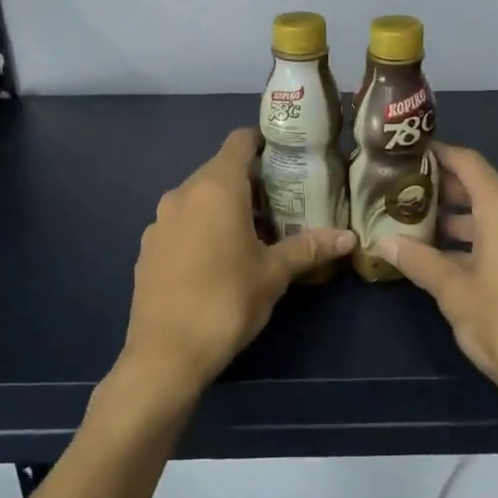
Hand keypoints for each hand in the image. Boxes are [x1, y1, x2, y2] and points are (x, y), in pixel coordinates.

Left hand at [117, 127, 355, 409]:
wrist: (164, 355)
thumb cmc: (226, 302)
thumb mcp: (273, 274)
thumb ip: (309, 248)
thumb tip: (349, 237)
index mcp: (216, 188)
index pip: (239, 142)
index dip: (263, 143)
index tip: (287, 157)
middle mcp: (183, 193)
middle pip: (220, 170)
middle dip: (250, 181)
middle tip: (282, 203)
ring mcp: (160, 220)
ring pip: (198, 197)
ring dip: (224, 206)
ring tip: (253, 233)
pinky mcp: (147, 247)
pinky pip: (181, 222)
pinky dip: (201, 227)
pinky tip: (216, 259)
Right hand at [375, 144, 497, 424]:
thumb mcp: (453, 291)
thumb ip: (418, 260)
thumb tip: (383, 242)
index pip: (468, 163)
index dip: (438, 154)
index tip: (408, 153)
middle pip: (482, 187)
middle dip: (443, 191)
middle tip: (403, 193)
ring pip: (496, 214)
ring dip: (460, 219)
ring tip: (419, 226)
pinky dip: (482, 238)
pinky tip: (450, 257)